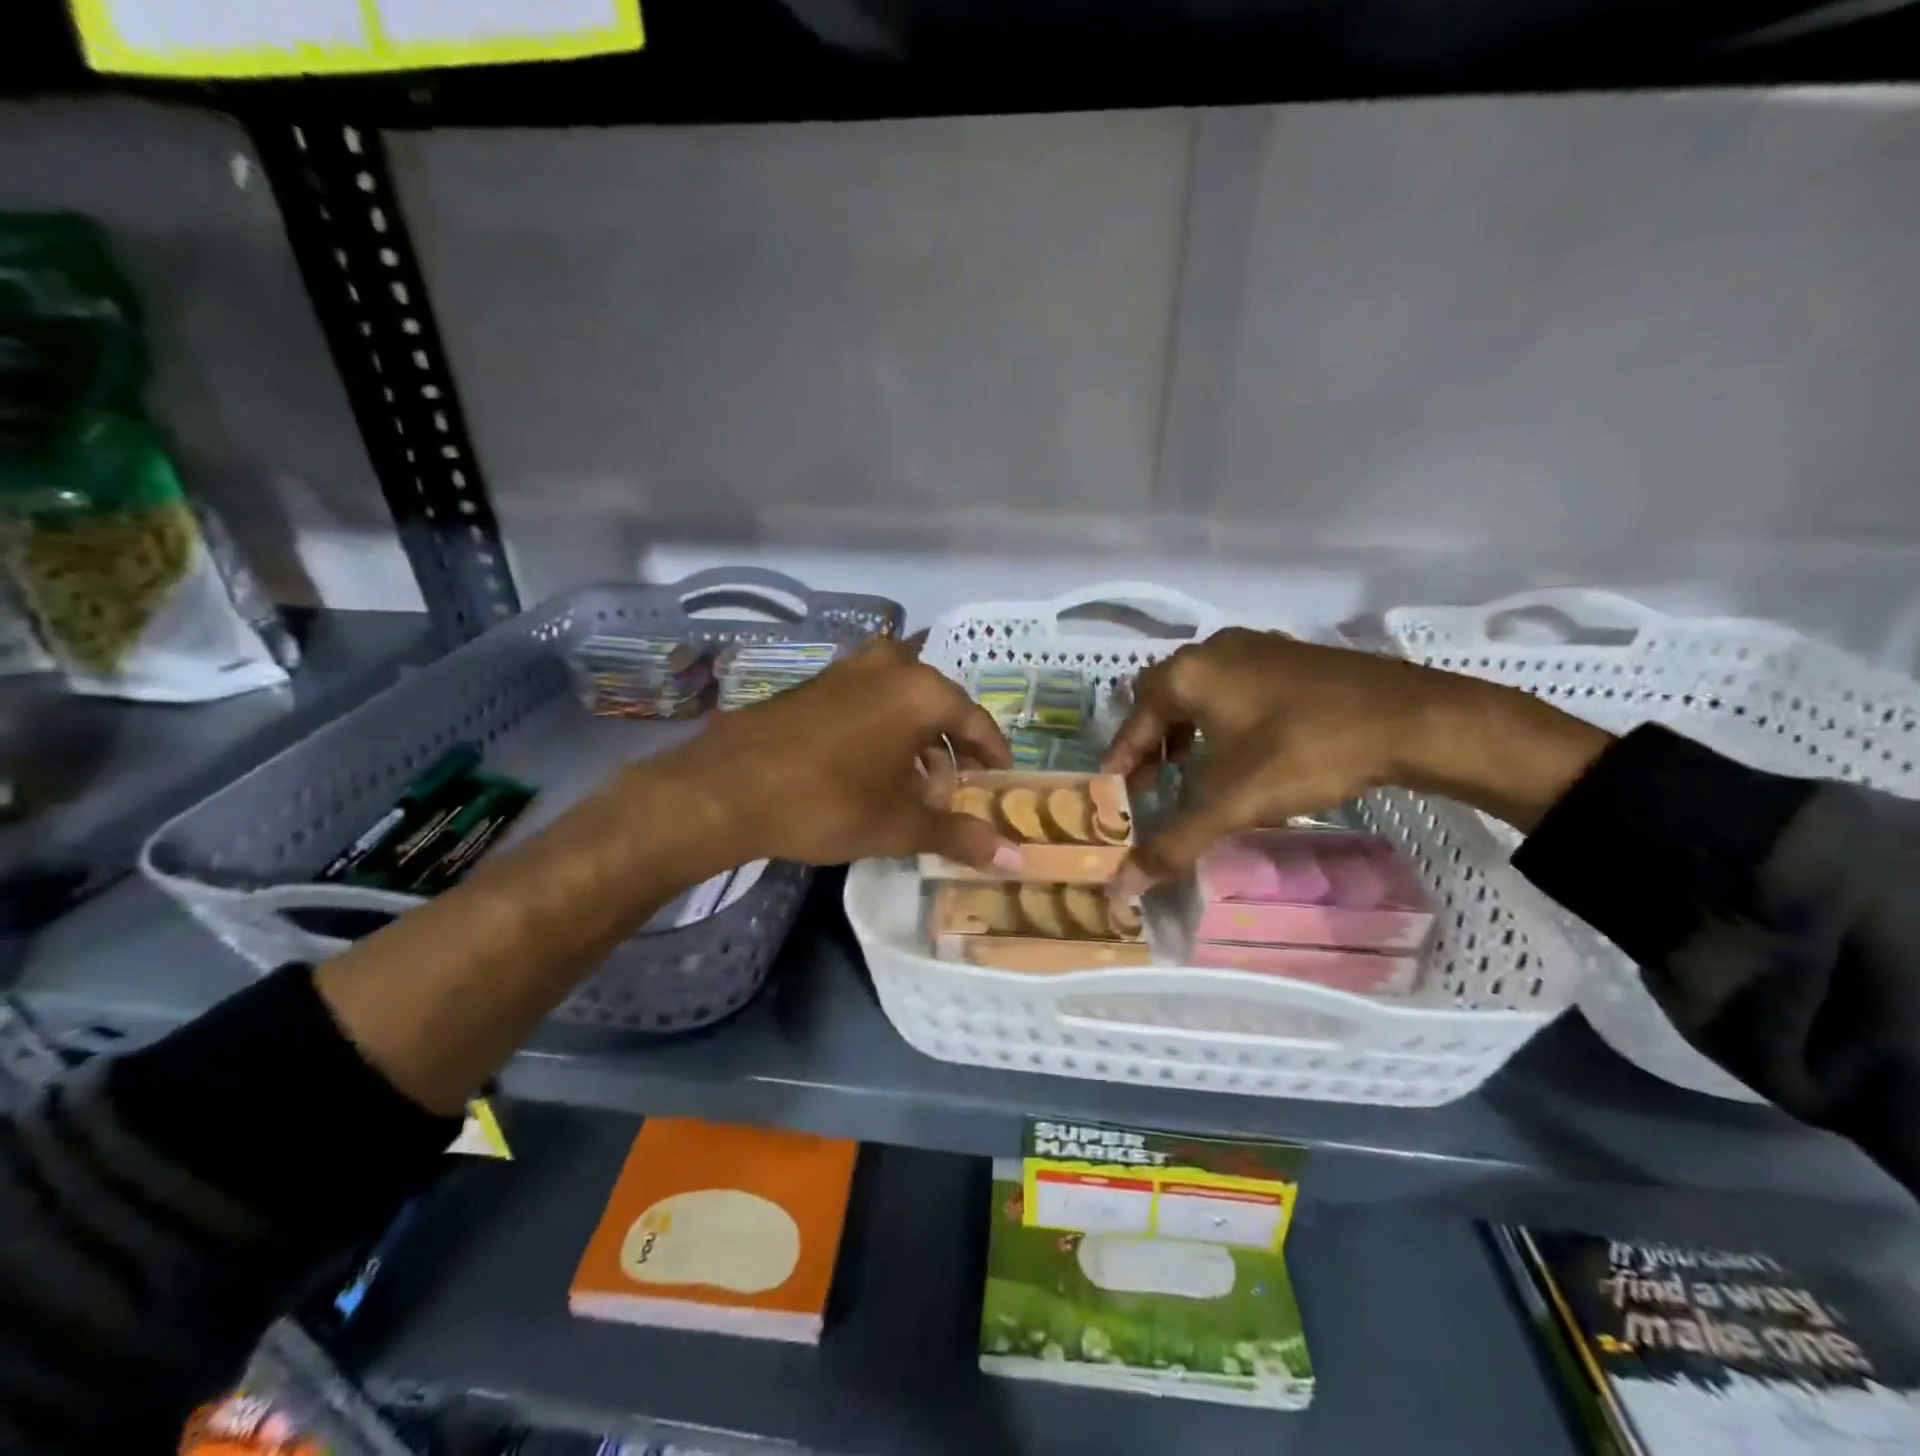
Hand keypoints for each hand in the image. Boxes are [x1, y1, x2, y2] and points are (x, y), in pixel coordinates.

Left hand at [658, 637, 1020, 870]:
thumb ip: (960, 835)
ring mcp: (851, 668)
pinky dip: (885, 729)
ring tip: (914, 786)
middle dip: (951, 750)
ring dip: (917, 740)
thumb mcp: (900, 825)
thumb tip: (1016, 859)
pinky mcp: (819, 681)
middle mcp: (892, 666)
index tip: (1000, 782)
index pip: (977, 723)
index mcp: (923, 691)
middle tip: (953, 792)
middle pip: (940, 708)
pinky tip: (873, 768)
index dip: (993, 756)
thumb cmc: (828, 802)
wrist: (727, 787)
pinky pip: (871, 700)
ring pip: (903, 702)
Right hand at [1102, 628, 1610, 887]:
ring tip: (1190, 768)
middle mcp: (1215, 650)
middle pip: (1162, 697)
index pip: (1134, 719)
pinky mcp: (1292, 656)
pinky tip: (1242, 748)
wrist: (1413, 718)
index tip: (1114, 791)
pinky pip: (1235, 686)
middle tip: (1150, 782)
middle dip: (1150, 741)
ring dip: (1185, 728)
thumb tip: (1122, 887)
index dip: (1120, 758)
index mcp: (1189, 673)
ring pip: (1200, 689)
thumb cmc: (1306, 750)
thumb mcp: (1233, 801)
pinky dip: (1221, 717)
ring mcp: (1257, 647)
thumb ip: (1174, 842)